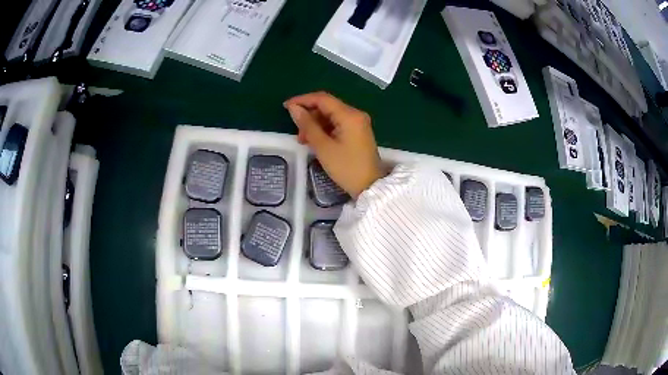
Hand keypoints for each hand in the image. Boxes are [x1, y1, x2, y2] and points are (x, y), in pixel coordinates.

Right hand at [284, 92, 384, 198]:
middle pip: (327, 106)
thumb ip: (307, 125)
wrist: (370, 187)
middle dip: (309, 115)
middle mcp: (356, 114)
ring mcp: (358, 123)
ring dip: (315, 124)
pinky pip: (337, 124)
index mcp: (349, 115)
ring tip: (304, 140)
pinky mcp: (358, 132)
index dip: (302, 100)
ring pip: (331, 116)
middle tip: (296, 132)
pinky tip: (315, 141)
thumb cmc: (346, 168)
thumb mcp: (323, 147)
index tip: (286, 107)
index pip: (322, 99)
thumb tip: (293, 108)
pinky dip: (324, 130)